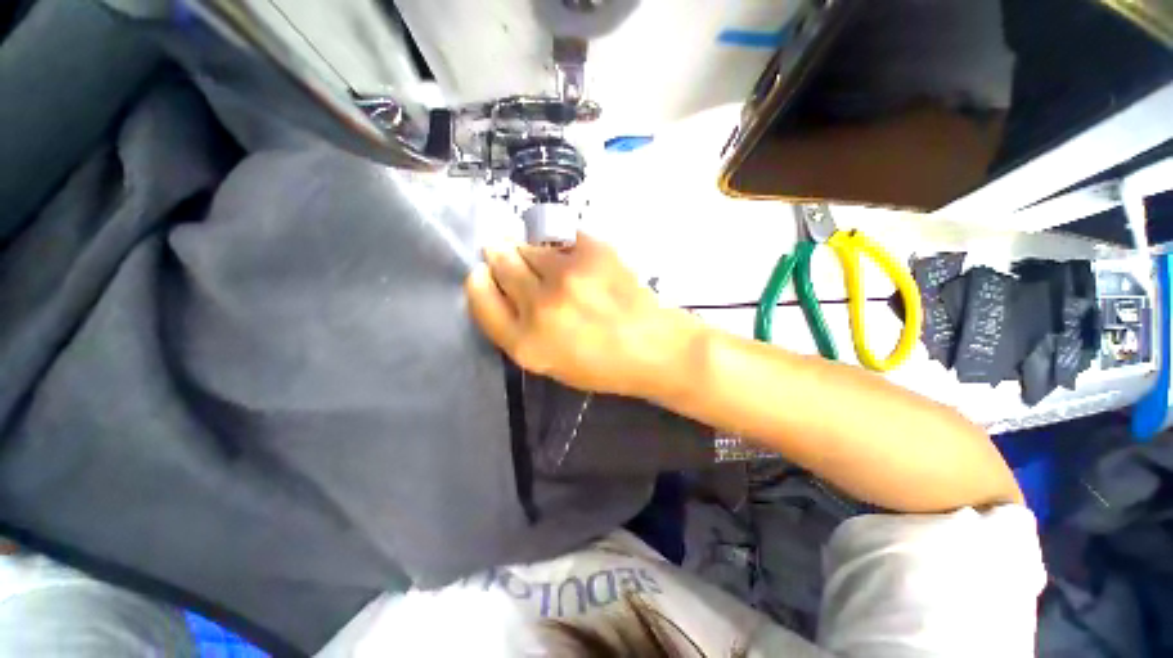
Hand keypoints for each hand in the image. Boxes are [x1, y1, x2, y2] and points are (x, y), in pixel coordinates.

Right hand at [465, 233, 697, 398]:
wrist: (652, 346)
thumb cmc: (601, 364)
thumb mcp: (549, 362)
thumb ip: (518, 329)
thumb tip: (500, 284)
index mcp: (526, 343)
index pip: (480, 297)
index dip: (479, 280)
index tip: (484, 272)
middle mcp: (540, 306)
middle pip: (500, 263)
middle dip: (500, 255)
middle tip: (507, 254)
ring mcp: (567, 275)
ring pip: (529, 246)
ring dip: (531, 250)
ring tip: (549, 262)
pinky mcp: (592, 252)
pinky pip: (562, 236)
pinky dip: (562, 244)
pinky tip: (575, 259)